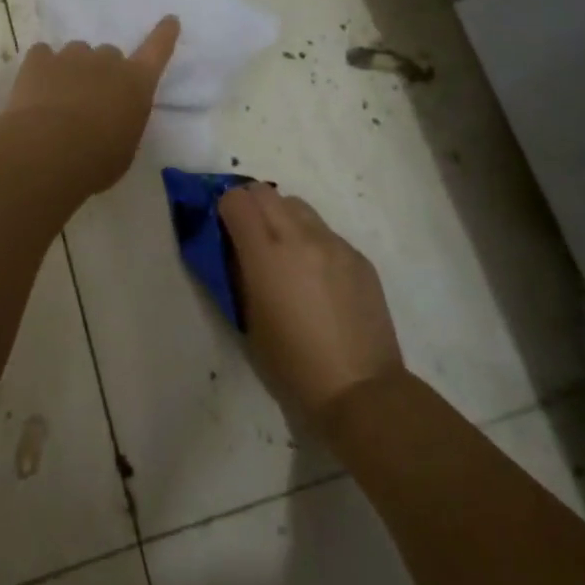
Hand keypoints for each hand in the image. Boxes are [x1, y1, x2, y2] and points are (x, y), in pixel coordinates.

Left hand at [2, 16, 179, 192]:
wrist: (48, 150)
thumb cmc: (97, 160)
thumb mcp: (124, 148)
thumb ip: (123, 123)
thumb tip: (112, 118)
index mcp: (136, 83)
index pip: (157, 50)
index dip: (164, 35)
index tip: (169, 20)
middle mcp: (107, 61)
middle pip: (110, 54)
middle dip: (103, 71)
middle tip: (91, 98)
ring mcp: (71, 56)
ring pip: (76, 52)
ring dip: (73, 68)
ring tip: (60, 96)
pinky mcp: (39, 59)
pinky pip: (43, 54)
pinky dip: (42, 67)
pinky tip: (35, 87)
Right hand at [220, 182, 403, 420]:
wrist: (360, 392)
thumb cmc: (291, 365)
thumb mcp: (247, 319)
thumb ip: (237, 271)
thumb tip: (234, 246)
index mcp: (266, 253)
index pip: (236, 200)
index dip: (225, 209)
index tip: (224, 229)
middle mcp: (300, 236)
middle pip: (265, 192)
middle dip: (250, 205)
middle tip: (248, 235)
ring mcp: (334, 243)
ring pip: (297, 206)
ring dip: (282, 218)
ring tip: (285, 253)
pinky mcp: (358, 257)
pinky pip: (326, 232)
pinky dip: (312, 241)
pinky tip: (317, 277)